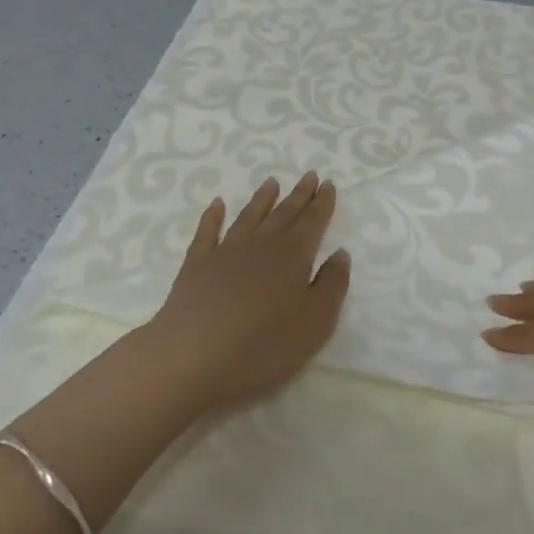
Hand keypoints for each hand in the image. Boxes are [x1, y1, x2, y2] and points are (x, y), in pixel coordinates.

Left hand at [141, 173, 351, 414]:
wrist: (193, 358)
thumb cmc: (264, 346)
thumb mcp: (315, 322)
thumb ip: (332, 285)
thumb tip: (340, 253)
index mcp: (293, 257)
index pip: (312, 223)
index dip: (322, 204)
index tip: (329, 184)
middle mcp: (260, 246)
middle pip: (283, 214)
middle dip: (299, 195)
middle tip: (309, 175)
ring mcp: (224, 253)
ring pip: (248, 217)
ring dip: (262, 199)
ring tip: (272, 182)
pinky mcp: (195, 266)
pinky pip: (206, 232)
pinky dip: (212, 216)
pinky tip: (217, 204)